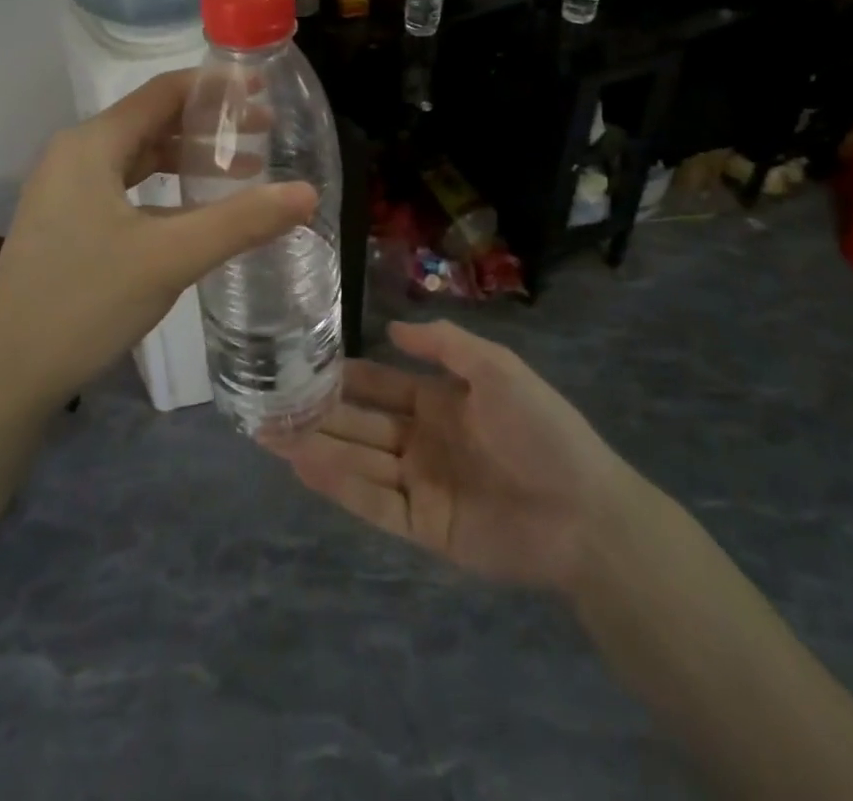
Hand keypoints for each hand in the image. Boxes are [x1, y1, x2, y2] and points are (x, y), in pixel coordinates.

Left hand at [0, 70, 316, 409]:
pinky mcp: (67, 222)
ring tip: (245, 170)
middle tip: (266, 133)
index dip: (215, 87)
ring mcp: (66, 190)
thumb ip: (241, 221)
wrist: (5, 377)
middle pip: (153, 120)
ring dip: (189, 157)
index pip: (163, 92)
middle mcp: (75, 155)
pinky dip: (166, 188)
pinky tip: (196, 210)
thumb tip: (308, 193)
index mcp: (91, 145)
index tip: (263, 91)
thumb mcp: (170, 258)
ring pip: (139, 156)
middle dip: (210, 125)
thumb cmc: (84, 303)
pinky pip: (125, 187)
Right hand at [276, 319, 650, 591]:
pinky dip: (338, 484)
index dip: (345, 375)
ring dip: (316, 445)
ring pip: (357, 461)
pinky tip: (303, 464)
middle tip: (267, 400)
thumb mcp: (496, 368)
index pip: (380, 384)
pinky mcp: (422, 526)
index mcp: (439, 402)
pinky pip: (372, 502)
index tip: (301, 363)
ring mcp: (420, 484)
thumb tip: (391, 326)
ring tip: (268, 431)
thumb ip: (444, 345)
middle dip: (317, 412)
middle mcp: (421, 441)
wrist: (584, 511)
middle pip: (359, 424)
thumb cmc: (541, 428)